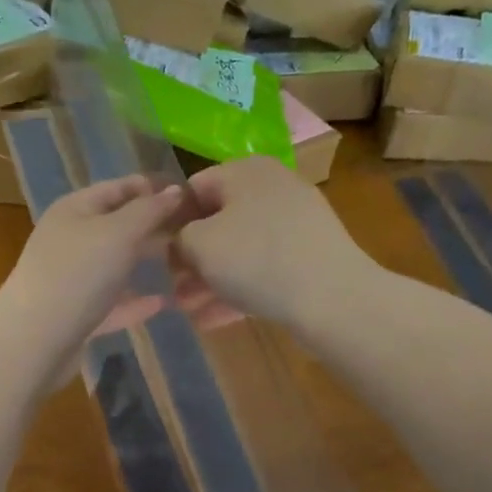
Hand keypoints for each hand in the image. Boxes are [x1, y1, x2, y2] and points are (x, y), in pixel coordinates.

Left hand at [0, 175, 183, 384]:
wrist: (34, 341)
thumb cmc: (77, 274)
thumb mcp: (118, 233)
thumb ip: (149, 210)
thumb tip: (174, 191)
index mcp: (74, 210)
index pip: (118, 187)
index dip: (153, 188)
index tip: (193, 196)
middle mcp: (70, 239)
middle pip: (117, 226)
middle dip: (153, 227)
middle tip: (195, 233)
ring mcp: (71, 278)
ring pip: (115, 265)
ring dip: (146, 264)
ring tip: (185, 265)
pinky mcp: (76, 314)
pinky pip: (112, 302)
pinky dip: (134, 302)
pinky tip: (163, 304)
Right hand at [175, 157, 368, 331]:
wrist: (333, 298)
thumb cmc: (256, 260)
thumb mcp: (198, 244)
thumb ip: (177, 238)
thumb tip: (179, 242)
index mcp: (245, 171)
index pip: (192, 189)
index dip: (170, 223)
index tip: (158, 256)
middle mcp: (272, 188)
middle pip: (217, 222)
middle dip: (190, 260)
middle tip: (172, 289)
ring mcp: (295, 223)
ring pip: (239, 250)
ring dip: (209, 280)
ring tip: (188, 312)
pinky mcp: (309, 256)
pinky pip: (262, 269)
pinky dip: (238, 290)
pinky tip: (214, 320)